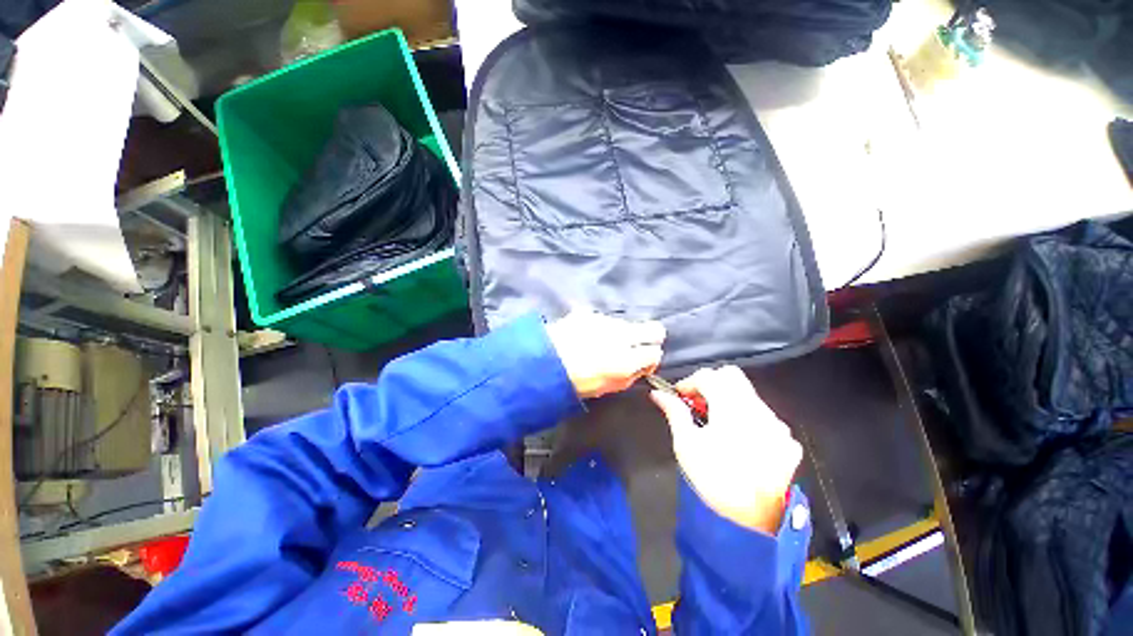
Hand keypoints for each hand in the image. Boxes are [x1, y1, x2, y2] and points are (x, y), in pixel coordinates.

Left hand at [545, 310, 665, 398]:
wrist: (542, 361)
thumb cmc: (575, 381)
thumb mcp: (607, 387)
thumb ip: (630, 376)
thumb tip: (641, 366)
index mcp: (626, 360)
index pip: (656, 353)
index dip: (650, 360)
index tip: (640, 364)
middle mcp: (621, 335)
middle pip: (655, 329)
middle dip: (651, 338)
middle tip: (635, 347)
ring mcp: (606, 321)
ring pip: (626, 324)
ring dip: (620, 333)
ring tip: (600, 343)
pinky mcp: (589, 313)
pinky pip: (603, 319)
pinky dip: (600, 327)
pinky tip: (585, 335)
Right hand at [650, 366, 801, 533]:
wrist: (758, 522)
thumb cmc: (716, 480)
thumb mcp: (687, 444)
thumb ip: (674, 412)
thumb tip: (658, 394)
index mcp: (731, 407)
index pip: (708, 376)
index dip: (689, 382)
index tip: (679, 396)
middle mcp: (757, 409)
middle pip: (731, 376)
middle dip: (710, 383)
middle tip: (697, 404)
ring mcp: (776, 424)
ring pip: (748, 393)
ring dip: (727, 398)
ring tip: (715, 423)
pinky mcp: (787, 439)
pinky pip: (762, 414)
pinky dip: (745, 415)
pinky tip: (737, 438)